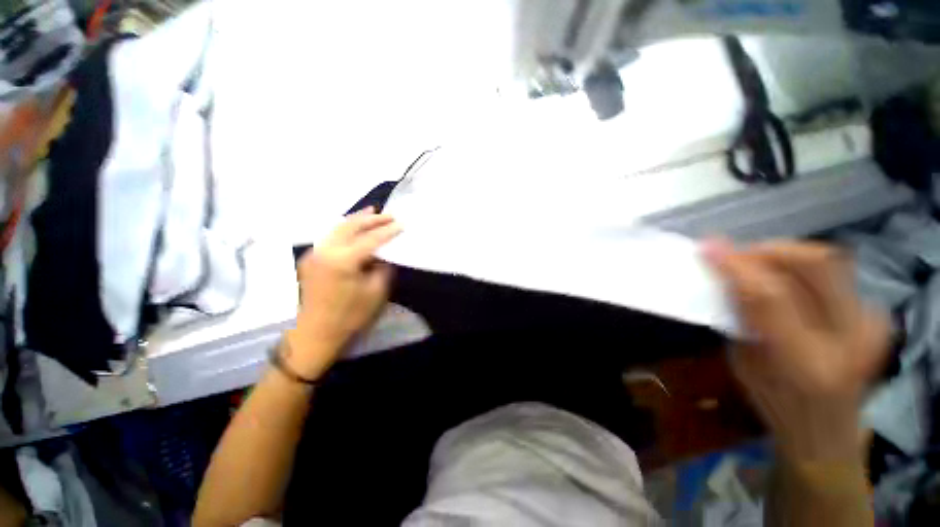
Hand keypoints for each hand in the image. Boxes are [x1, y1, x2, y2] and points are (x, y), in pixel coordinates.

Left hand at [284, 208, 401, 379]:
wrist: (315, 333)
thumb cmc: (349, 316)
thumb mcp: (375, 292)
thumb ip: (382, 268)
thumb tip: (384, 256)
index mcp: (342, 260)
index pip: (370, 239)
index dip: (388, 231)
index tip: (401, 224)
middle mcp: (325, 250)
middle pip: (351, 226)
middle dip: (371, 219)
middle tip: (389, 215)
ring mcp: (315, 252)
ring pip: (338, 227)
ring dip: (356, 219)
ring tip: (372, 212)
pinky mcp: (311, 258)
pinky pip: (331, 236)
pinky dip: (345, 228)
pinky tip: (354, 227)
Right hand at [704, 240, 888, 462]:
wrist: (828, 431)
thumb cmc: (775, 404)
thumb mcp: (744, 364)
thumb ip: (742, 316)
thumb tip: (726, 275)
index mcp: (806, 363)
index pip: (770, 296)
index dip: (737, 266)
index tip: (709, 247)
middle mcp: (849, 339)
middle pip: (816, 264)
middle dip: (770, 250)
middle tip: (739, 256)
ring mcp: (870, 325)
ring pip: (830, 261)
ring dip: (786, 255)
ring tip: (759, 266)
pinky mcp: (875, 316)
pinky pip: (835, 273)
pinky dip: (802, 268)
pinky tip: (785, 281)